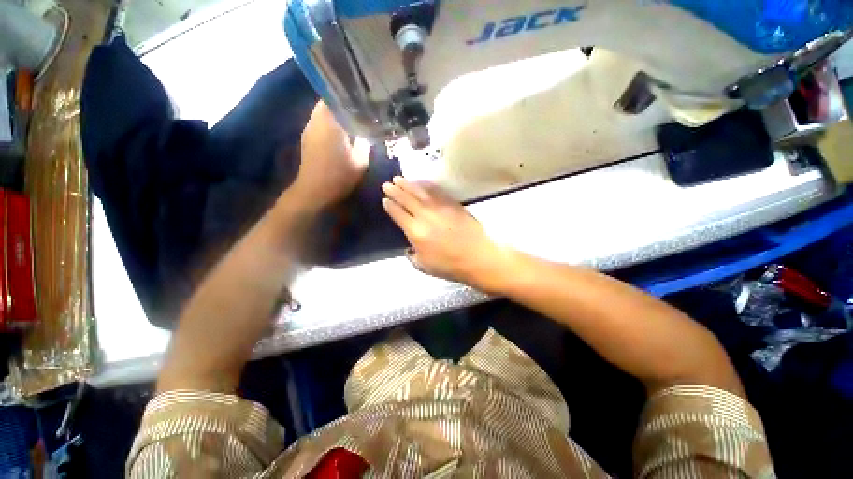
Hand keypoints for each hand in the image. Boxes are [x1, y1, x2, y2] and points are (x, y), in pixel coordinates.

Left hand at [290, 101, 369, 210]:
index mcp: (330, 122)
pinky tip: (342, 132)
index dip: (350, 95)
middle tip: (361, 110)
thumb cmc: (339, 176)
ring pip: (323, 112)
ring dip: (337, 114)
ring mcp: (309, 128)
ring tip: (353, 120)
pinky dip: (331, 123)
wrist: (314, 191)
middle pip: (328, 102)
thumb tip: (366, 132)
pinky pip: (320, 122)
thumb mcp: (360, 161)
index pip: (336, 96)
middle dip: (344, 104)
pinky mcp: (307, 138)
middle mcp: (316, 120)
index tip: (363, 99)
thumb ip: (365, 143)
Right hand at [382, 176, 512, 291]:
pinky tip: (422, 182)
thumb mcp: (424, 266)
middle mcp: (425, 215)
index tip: (385, 199)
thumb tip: (409, 246)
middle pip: (406, 199)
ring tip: (399, 178)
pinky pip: (436, 191)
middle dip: (395, 190)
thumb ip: (412, 255)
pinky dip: (427, 185)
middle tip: (387, 184)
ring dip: (408, 184)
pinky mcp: (452, 204)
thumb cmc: (449, 265)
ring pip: (420, 192)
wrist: (477, 257)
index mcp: (415, 231)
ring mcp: (439, 207)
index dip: (390, 205)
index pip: (398, 214)